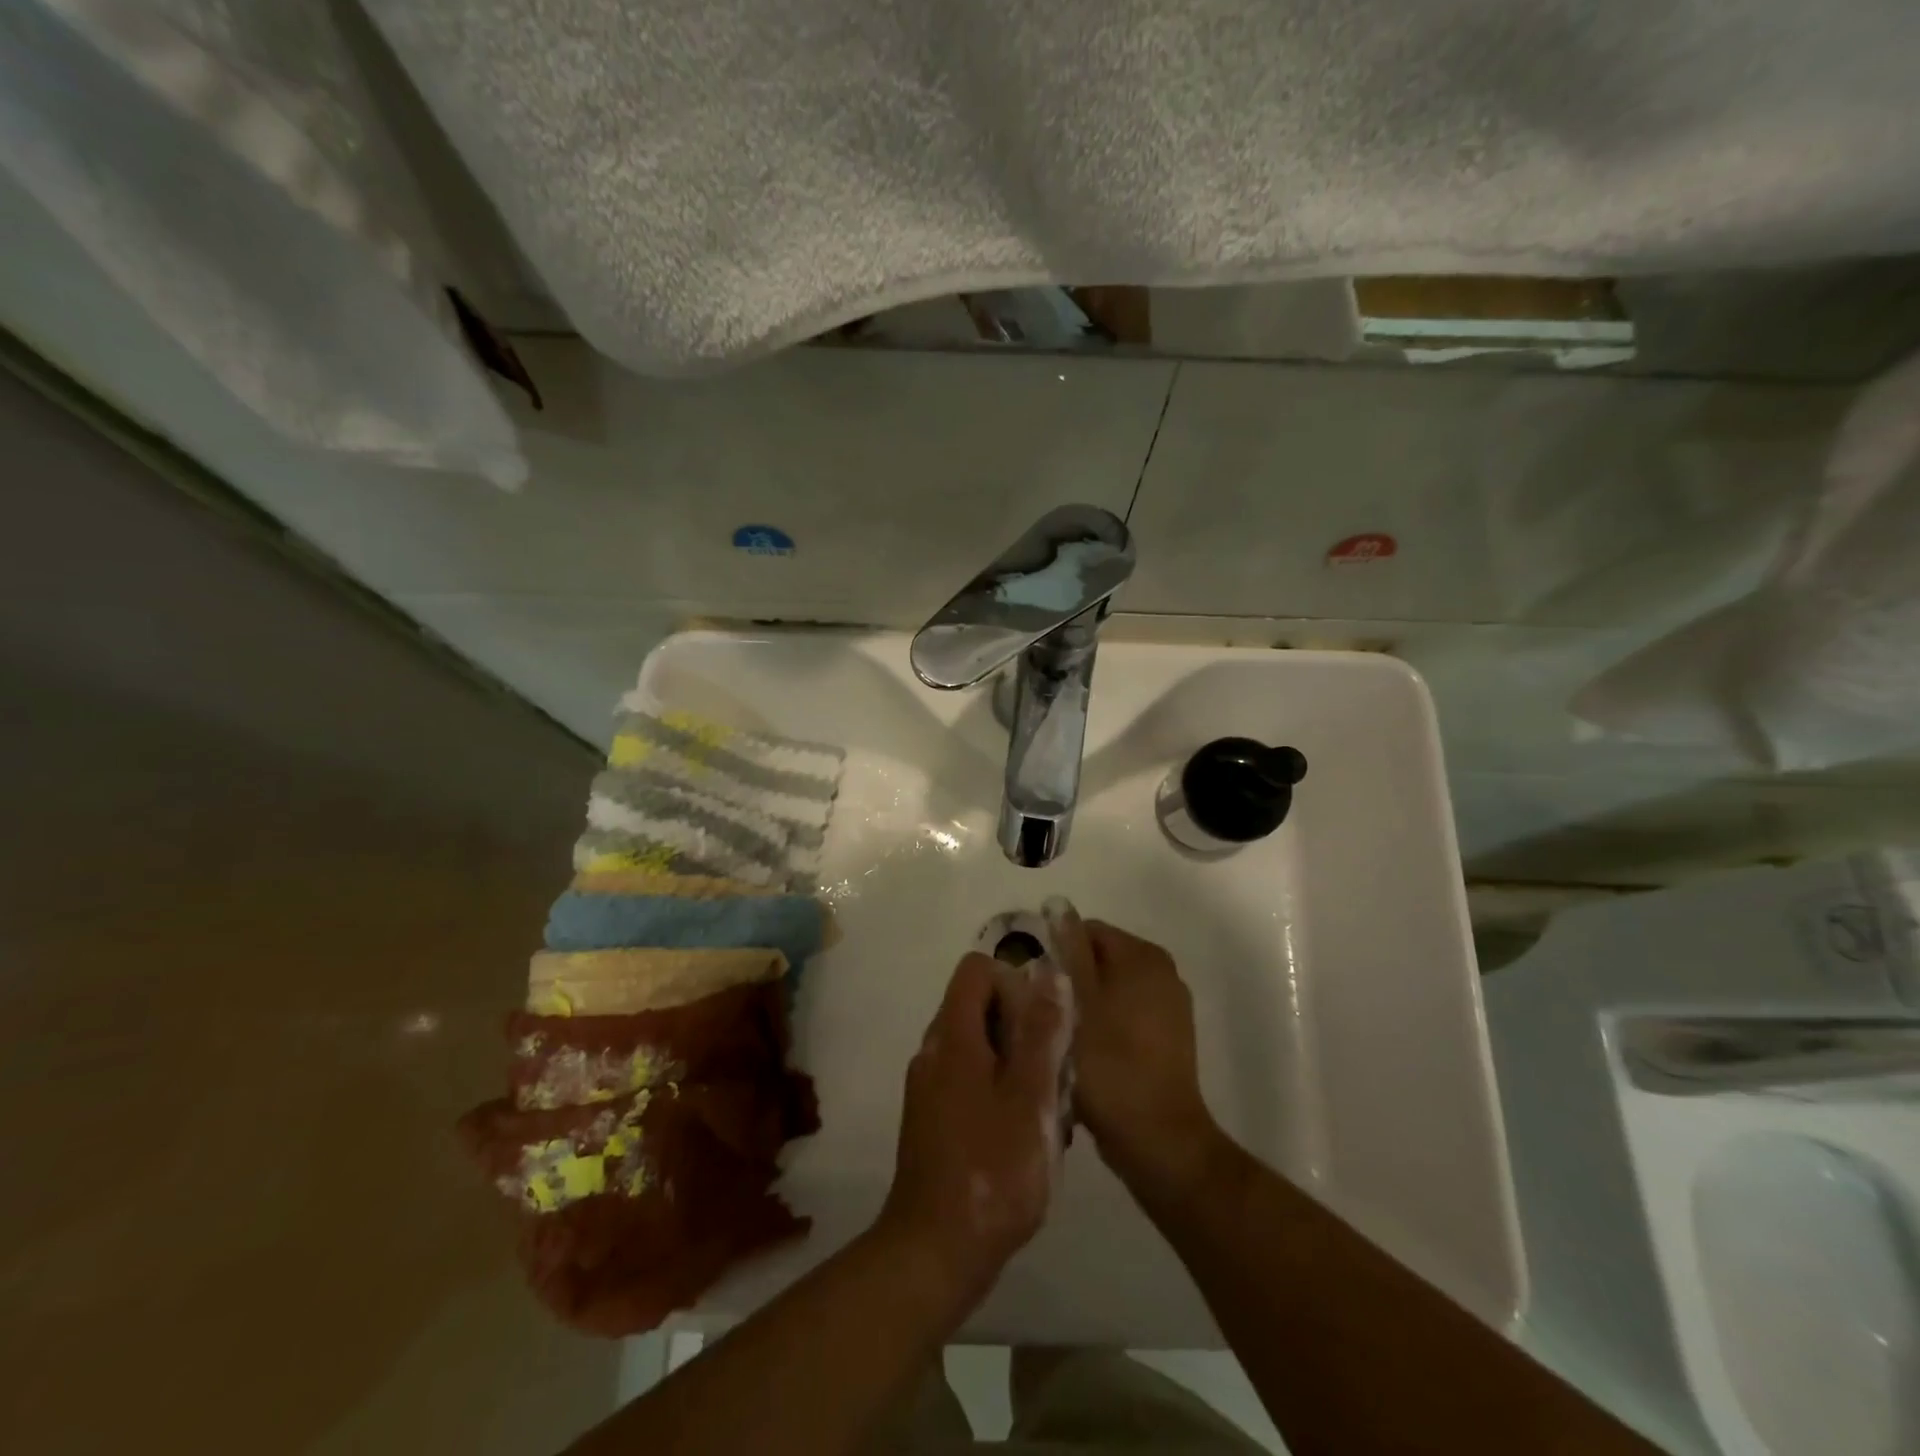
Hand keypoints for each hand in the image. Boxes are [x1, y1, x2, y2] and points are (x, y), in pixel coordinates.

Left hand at [879, 952, 1066, 1304]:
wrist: (936, 1251)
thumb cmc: (992, 1171)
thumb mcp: (1031, 1098)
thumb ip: (1041, 1033)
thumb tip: (1050, 974)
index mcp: (952, 1036)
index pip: (976, 970)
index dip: (1013, 981)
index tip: (1044, 1022)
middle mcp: (933, 1051)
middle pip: (978, 1006)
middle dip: (1022, 1026)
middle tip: (1055, 1070)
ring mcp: (929, 1086)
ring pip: (978, 1045)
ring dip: (1016, 1062)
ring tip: (1048, 1106)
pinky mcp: (933, 1118)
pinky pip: (970, 1079)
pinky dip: (1000, 1089)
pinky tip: (1026, 1133)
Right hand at [1052, 913, 1222, 1197]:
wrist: (1157, 1138)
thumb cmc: (1109, 1062)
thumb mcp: (1076, 999)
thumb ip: (1067, 949)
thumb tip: (1058, 907)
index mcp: (1143, 956)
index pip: (1088, 930)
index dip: (1055, 951)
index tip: (1034, 984)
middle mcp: (1162, 972)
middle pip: (1100, 958)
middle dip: (1069, 978)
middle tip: (1042, 1012)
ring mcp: (1169, 1007)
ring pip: (1110, 989)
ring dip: (1084, 1004)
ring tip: (1060, 1035)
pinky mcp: (1169, 1039)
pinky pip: (1125, 1015)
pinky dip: (1104, 1025)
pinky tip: (1086, 1054)